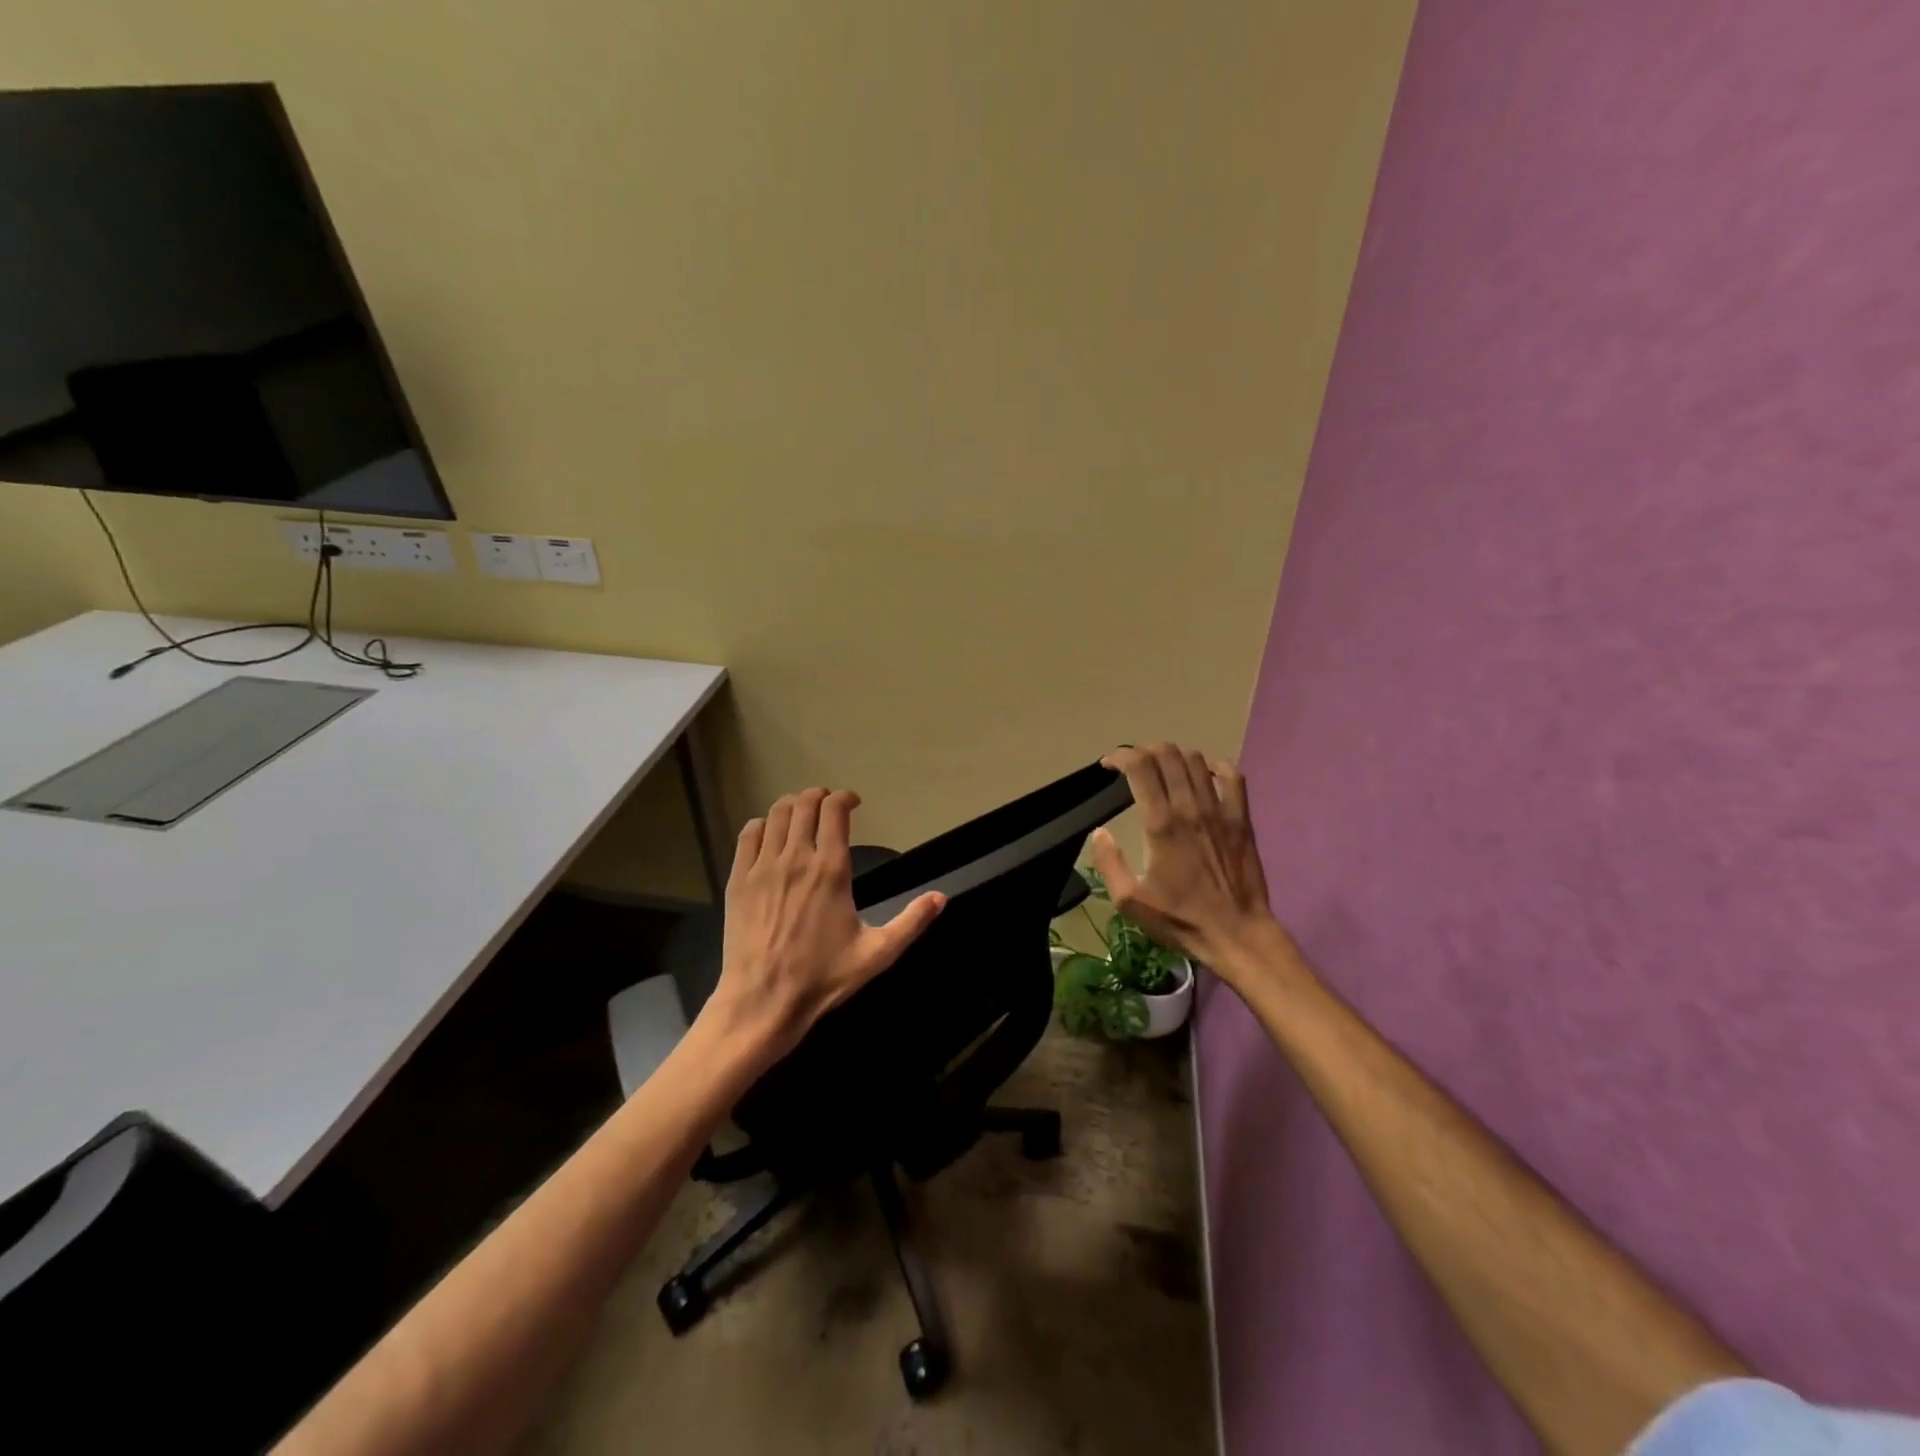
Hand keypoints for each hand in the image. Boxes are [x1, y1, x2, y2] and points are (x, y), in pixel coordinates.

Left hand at [707, 786, 945, 1058]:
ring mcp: (763, 867)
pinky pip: (748, 835)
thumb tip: (941, 897)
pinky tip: (770, 834)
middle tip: (829, 805)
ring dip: (792, 805)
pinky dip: (762, 824)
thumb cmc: (823, 978)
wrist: (763, 1001)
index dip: (845, 798)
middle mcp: (796, 858)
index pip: (835, 811)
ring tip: (802, 813)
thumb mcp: (877, 953)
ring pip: (776, 814)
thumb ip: (911, 922)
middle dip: (819, 796)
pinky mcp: (739, 880)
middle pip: (804, 804)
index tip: (853, 803)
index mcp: (831, 870)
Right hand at [1089, 743, 1287, 982]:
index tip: (1108, 765)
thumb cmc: (1180, 920)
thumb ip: (1110, 863)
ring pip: (1196, 760)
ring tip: (1162, 769)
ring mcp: (1220, 811)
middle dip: (1144, 750)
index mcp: (1161, 825)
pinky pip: (1233, 777)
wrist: (1237, 935)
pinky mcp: (1242, 819)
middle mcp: (1190, 808)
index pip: (1140, 767)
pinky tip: (1204, 774)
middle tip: (1133, 764)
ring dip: (1174, 756)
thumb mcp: (1130, 901)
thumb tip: (1100, 833)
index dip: (1120, 756)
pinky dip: (1215, 766)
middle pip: (1167, 754)